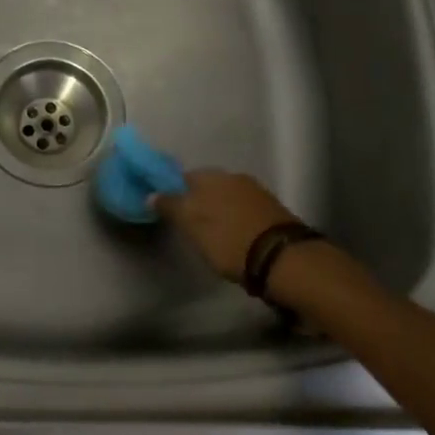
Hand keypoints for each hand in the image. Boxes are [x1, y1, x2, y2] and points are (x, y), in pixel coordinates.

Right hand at [152, 170, 298, 282]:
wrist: (282, 258)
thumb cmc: (228, 240)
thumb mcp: (193, 226)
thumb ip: (171, 207)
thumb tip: (151, 194)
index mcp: (212, 176)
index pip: (184, 177)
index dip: (174, 193)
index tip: (170, 211)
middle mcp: (234, 176)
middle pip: (208, 185)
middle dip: (199, 201)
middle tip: (191, 225)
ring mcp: (256, 191)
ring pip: (228, 196)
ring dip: (219, 209)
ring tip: (214, 233)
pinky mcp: (272, 209)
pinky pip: (244, 208)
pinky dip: (236, 218)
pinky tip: (236, 234)